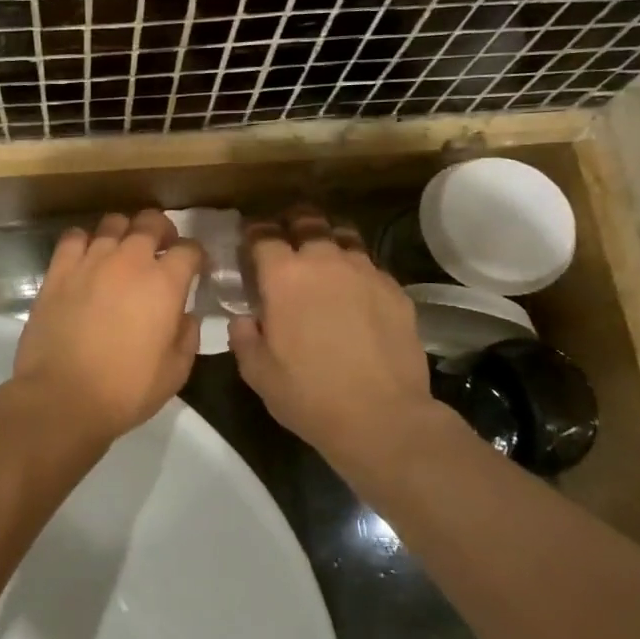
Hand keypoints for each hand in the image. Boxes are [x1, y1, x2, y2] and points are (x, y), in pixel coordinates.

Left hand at [8, 210, 203, 445]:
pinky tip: (86, 257)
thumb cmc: (126, 390)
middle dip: (162, 230)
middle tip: (161, 249)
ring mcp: (91, 261)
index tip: (195, 268)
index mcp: (165, 283)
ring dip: (124, 232)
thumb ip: (187, 335)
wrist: (62, 397)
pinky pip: (74, 237)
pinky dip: (84, 240)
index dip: (196, 256)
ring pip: (113, 222)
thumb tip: (185, 315)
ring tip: (123, 250)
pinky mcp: (58, 270)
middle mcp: (129, 261)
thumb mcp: (175, 372)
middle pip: (151, 221)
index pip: (189, 249)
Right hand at [228, 210, 439, 483]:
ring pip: (344, 236)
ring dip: (327, 241)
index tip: (248, 239)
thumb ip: (244, 335)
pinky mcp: (396, 289)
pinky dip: (356, 270)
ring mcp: (366, 271)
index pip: (263, 234)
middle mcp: (325, 260)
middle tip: (286, 239)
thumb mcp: (257, 371)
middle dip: (292, 223)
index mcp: (284, 275)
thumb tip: (245, 318)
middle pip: (307, 220)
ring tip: (323, 259)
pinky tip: (354, 293)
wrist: (382, 417)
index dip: (253, 232)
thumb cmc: (308, 394)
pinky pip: (370, 266)